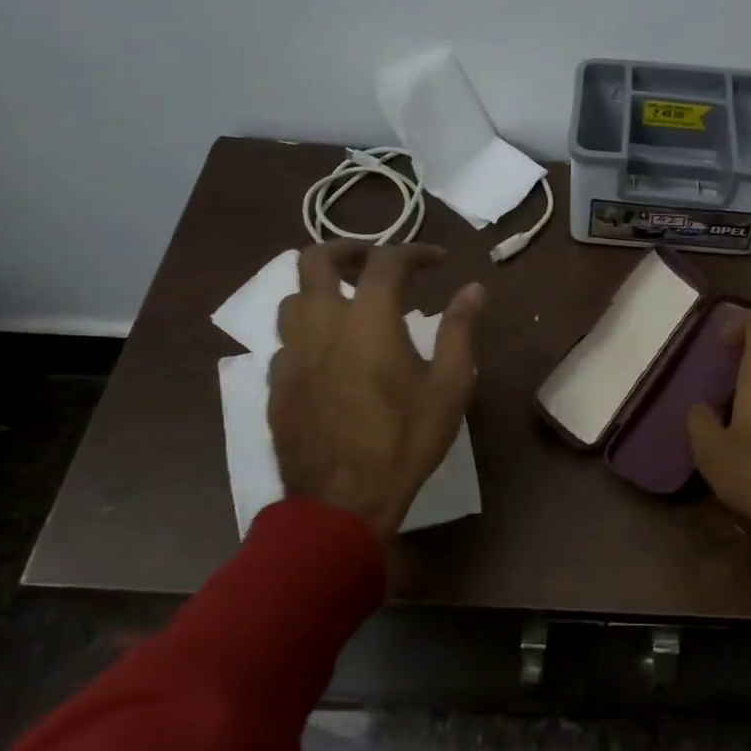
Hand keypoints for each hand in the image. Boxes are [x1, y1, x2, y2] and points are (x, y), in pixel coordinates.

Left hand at [269, 241, 483, 543]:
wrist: (341, 500)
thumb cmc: (403, 440)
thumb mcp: (448, 386)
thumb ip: (460, 330)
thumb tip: (474, 289)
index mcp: (367, 318)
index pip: (387, 261)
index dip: (414, 251)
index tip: (437, 260)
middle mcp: (321, 323)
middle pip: (315, 260)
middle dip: (347, 250)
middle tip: (374, 262)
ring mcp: (291, 353)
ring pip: (293, 298)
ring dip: (321, 289)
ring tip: (349, 303)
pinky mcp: (277, 383)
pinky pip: (287, 340)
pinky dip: (310, 331)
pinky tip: (330, 355)